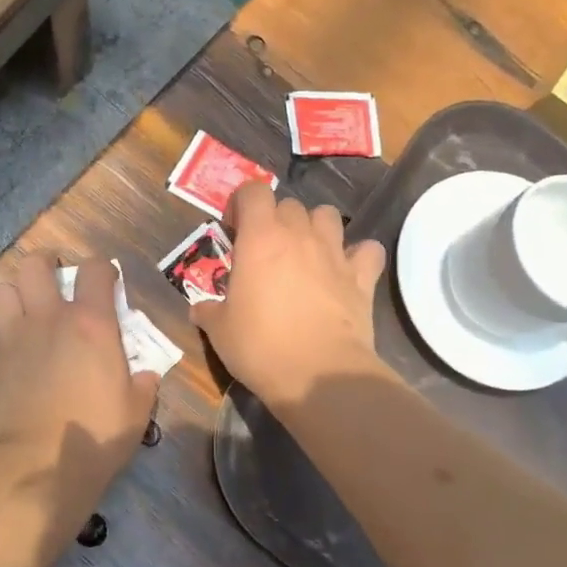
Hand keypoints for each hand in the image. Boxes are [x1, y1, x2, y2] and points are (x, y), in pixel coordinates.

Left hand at [0, 253, 159, 534]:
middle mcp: (47, 319)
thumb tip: (144, 375)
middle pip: (35, 265)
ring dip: (17, 295)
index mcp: (90, 323)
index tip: (106, 282)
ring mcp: (10, 338)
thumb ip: (143, 384)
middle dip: (46, 265)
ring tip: (29, 312)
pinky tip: (13, 359)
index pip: (95, 269)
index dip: (102, 269)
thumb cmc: (94, 437)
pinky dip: (2, 339)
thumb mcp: (137, 412)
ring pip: (3, 290)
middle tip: (57, 281)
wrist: (33, 469)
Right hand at [192, 181, 385, 406]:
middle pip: (289, 205)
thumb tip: (199, 309)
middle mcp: (299, 235)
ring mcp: (335, 254)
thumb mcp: (219, 330)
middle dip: (275, 220)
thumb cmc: (260, 346)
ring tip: (305, 254)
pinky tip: (347, 271)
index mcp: (260, 238)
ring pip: (327, 216)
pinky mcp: (362, 277)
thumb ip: (208, 311)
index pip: (253, 192)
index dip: (241, 204)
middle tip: (265, 251)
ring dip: (315, 228)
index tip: (233, 231)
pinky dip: (358, 255)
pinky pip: (367, 250)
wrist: (319, 374)